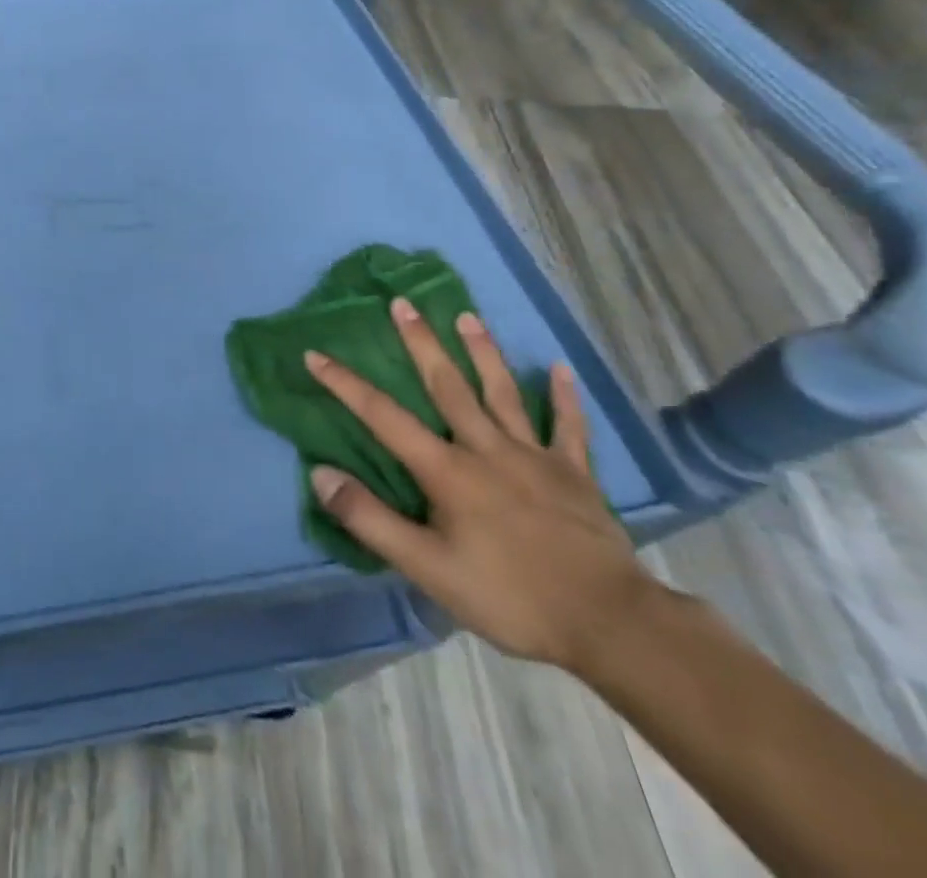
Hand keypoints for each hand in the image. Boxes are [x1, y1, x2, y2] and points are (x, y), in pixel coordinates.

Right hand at [305, 298, 655, 671]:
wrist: (611, 624)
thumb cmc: (510, 596)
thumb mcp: (427, 568)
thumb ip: (369, 519)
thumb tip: (320, 474)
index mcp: (446, 469)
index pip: (383, 416)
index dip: (345, 385)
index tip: (315, 355)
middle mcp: (486, 448)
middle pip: (447, 385)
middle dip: (421, 342)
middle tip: (402, 302)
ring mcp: (534, 457)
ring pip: (502, 393)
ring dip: (482, 352)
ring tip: (467, 315)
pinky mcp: (575, 475)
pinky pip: (569, 427)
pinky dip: (564, 397)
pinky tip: (560, 369)